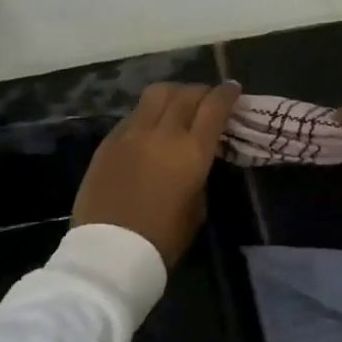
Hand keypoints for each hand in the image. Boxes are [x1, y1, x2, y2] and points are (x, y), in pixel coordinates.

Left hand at [73, 82, 240, 267]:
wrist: (110, 253)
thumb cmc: (163, 238)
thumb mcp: (197, 206)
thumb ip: (200, 172)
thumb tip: (195, 157)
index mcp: (192, 151)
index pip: (215, 107)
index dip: (227, 93)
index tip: (233, 89)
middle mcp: (163, 133)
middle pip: (186, 93)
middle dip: (202, 91)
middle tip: (208, 99)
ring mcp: (132, 133)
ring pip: (156, 94)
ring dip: (174, 94)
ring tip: (178, 103)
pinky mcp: (108, 141)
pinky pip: (134, 114)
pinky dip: (149, 113)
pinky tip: (150, 126)